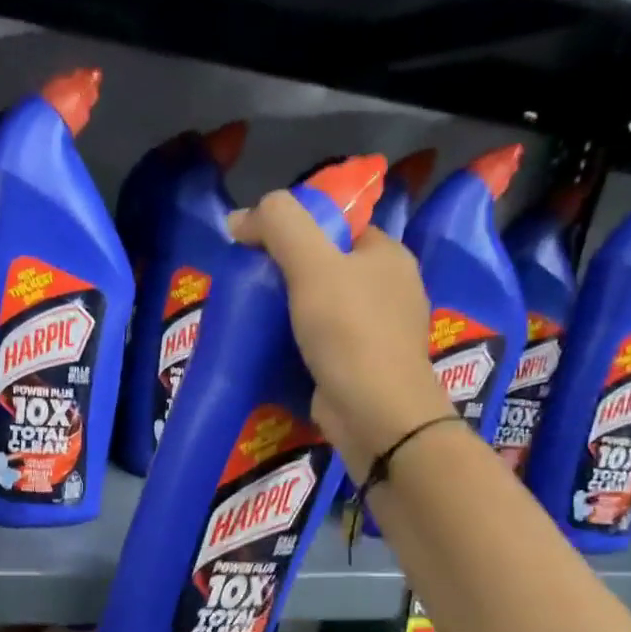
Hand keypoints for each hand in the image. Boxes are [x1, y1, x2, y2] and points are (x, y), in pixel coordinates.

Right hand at [228, 191, 453, 475]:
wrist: (376, 414)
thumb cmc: (349, 332)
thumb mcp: (312, 264)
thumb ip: (280, 225)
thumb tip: (240, 217)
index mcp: (387, 255)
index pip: (336, 226)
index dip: (296, 228)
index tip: (257, 248)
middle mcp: (390, 289)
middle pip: (328, 267)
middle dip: (288, 274)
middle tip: (250, 285)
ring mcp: (379, 332)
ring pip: (325, 308)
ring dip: (290, 312)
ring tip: (254, 319)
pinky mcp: (363, 368)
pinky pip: (325, 344)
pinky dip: (299, 345)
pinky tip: (273, 351)